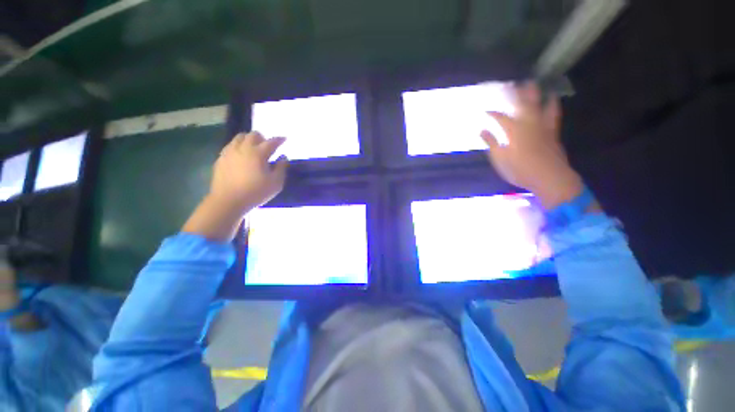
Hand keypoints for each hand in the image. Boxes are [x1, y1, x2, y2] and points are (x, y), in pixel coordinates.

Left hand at [182, 131, 288, 241]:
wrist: (228, 201)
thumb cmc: (256, 192)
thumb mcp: (276, 183)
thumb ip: (281, 168)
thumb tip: (283, 157)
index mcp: (258, 153)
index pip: (271, 142)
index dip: (279, 140)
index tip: (284, 138)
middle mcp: (243, 148)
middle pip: (253, 135)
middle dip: (262, 137)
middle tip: (267, 145)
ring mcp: (230, 152)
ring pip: (239, 137)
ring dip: (248, 139)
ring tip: (253, 148)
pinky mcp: (221, 159)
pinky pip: (230, 146)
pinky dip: (238, 146)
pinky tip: (241, 155)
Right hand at [480, 83, 583, 208]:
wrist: (549, 177)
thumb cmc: (520, 170)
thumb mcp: (500, 159)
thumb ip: (491, 143)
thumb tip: (482, 130)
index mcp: (513, 130)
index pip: (500, 117)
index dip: (493, 113)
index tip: (485, 111)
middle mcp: (528, 123)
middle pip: (521, 104)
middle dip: (515, 93)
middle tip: (511, 83)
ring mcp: (542, 125)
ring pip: (538, 104)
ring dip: (534, 93)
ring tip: (532, 83)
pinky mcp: (552, 130)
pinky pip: (553, 112)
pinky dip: (552, 103)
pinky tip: (552, 98)